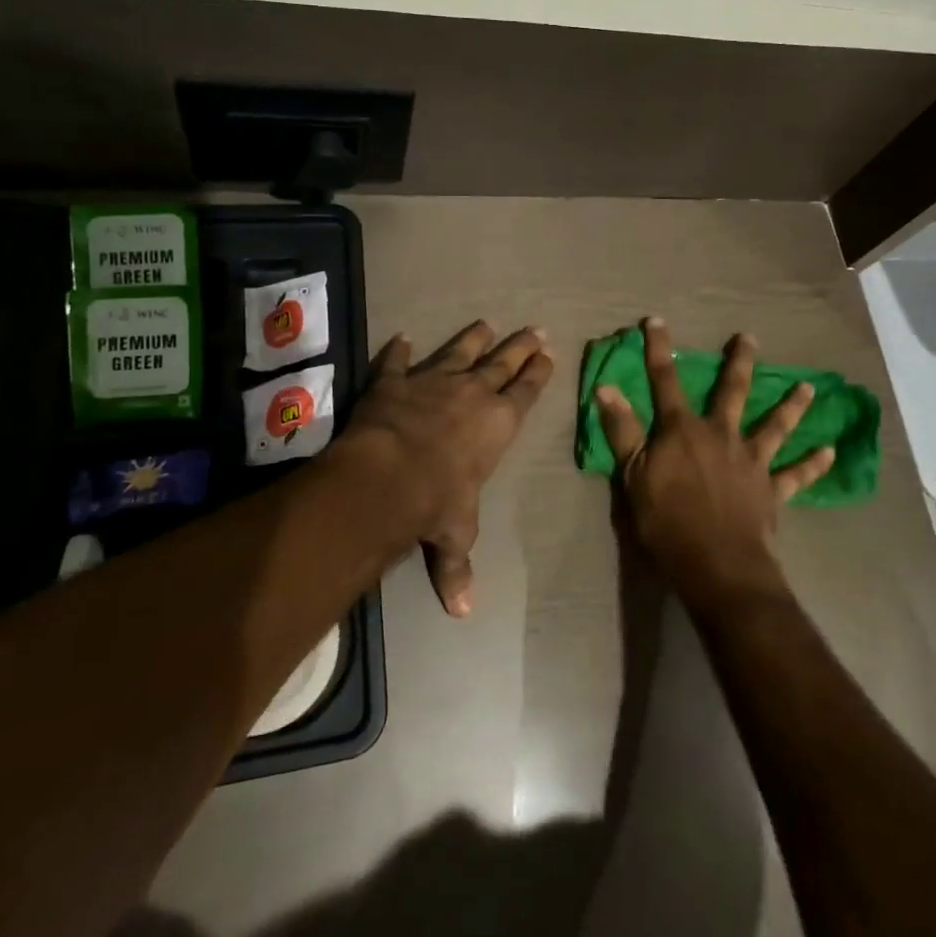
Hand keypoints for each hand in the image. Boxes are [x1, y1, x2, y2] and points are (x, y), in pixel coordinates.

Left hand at [342, 321, 553, 616]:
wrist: (387, 476)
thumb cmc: (436, 502)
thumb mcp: (455, 533)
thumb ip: (458, 566)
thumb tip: (464, 614)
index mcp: (498, 423)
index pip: (526, 391)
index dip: (538, 372)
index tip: (548, 354)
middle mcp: (472, 393)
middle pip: (503, 361)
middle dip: (521, 346)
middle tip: (535, 328)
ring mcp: (433, 381)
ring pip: (459, 351)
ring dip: (473, 338)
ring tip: (486, 322)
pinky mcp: (395, 381)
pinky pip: (398, 361)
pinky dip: (400, 350)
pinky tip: (403, 337)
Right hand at [595, 320, 833, 613]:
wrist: (716, 563)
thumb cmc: (666, 520)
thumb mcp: (632, 475)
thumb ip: (622, 430)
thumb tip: (607, 388)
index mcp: (683, 430)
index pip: (666, 380)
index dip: (659, 350)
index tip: (656, 322)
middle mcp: (721, 434)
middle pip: (732, 391)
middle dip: (739, 362)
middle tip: (750, 337)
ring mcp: (751, 460)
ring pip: (774, 425)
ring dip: (792, 405)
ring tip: (809, 386)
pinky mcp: (771, 489)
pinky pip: (797, 474)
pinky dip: (814, 464)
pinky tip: (830, 452)